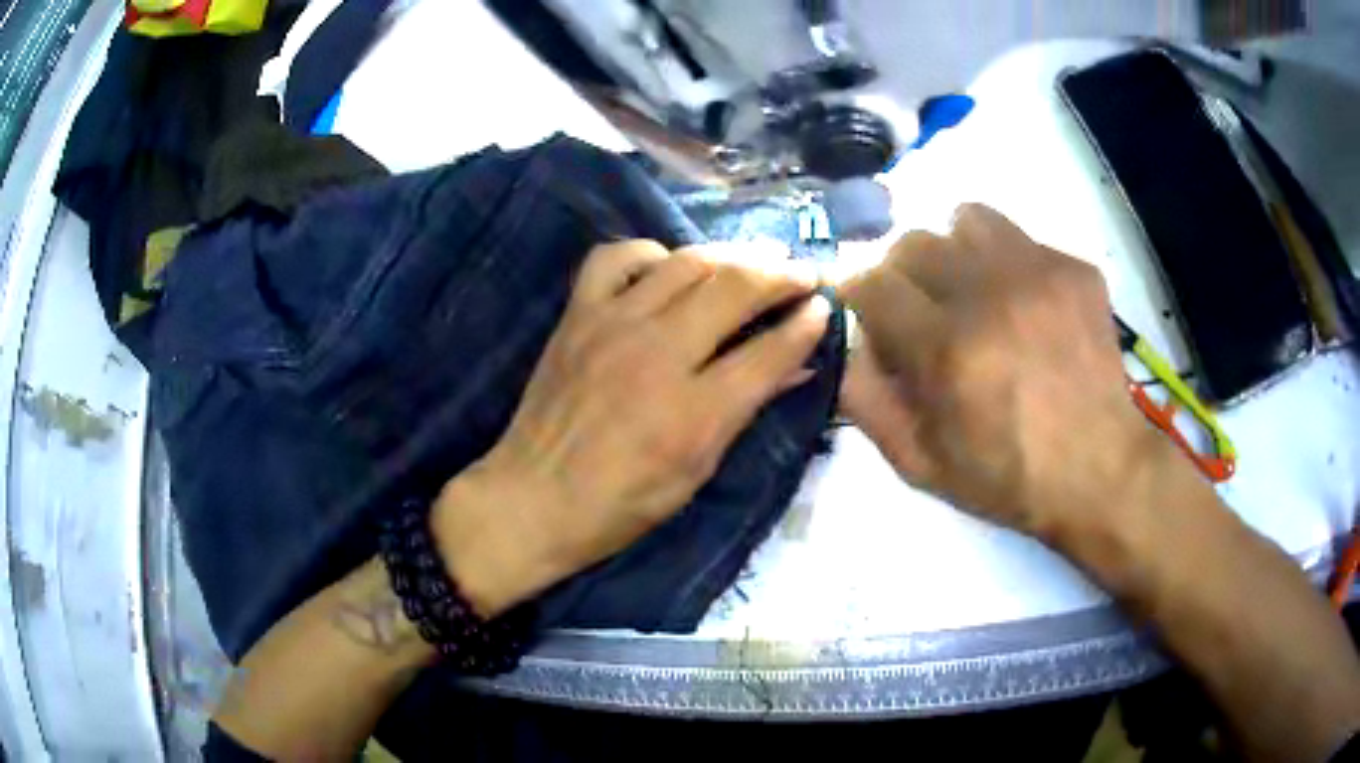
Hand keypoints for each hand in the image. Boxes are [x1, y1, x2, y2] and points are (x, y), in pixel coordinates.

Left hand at [435, 240, 830, 614]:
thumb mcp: (696, 470)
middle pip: (735, 288)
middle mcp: (657, 354)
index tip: (825, 307)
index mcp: (693, 412)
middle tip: (804, 272)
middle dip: (782, 274)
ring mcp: (612, 324)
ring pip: (687, 262)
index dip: (807, 325)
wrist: (533, 498)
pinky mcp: (577, 314)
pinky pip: (617, 257)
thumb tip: (798, 367)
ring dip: (732, 254)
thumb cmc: (621, 505)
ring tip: (757, 259)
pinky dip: (651, 253)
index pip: (768, 351)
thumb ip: (745, 410)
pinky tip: (669, 266)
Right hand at [839, 204, 1166, 539]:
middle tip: (921, 310)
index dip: (858, 295)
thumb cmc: (1007, 477)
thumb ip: (866, 402)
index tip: (868, 314)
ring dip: (954, 252)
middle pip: (913, 241)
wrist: (1100, 468)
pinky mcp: (1073, 267)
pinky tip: (1024, 307)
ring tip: (971, 291)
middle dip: (902, 274)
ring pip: (965, 220)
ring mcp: (1039, 273)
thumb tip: (847, 342)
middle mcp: (989, 294)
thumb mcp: (920, 464)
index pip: (871, 282)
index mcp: (947, 349)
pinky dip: (1006, 264)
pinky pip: (1020, 238)